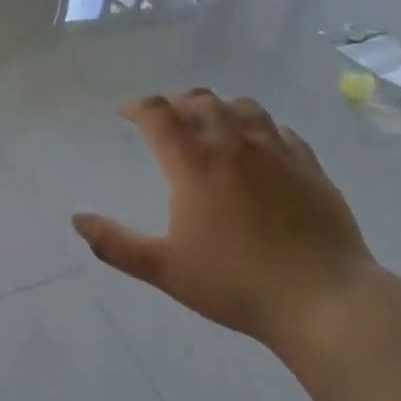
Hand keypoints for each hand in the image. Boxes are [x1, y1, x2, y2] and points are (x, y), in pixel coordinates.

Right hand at [72, 89, 374, 340]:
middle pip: (199, 101)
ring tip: (210, 124)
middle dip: (175, 103)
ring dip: (218, 108)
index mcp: (194, 164)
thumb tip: (77, 219)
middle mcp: (233, 144)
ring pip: (242, 107)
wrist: (322, 299)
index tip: (125, 112)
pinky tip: (257, 146)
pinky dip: (258, 127)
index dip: (136, 106)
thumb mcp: (165, 270)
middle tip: (165, 119)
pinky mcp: (309, 165)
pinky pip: (279, 129)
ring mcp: (276, 151)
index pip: (157, 114)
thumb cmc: (236, 284)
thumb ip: (116, 244)